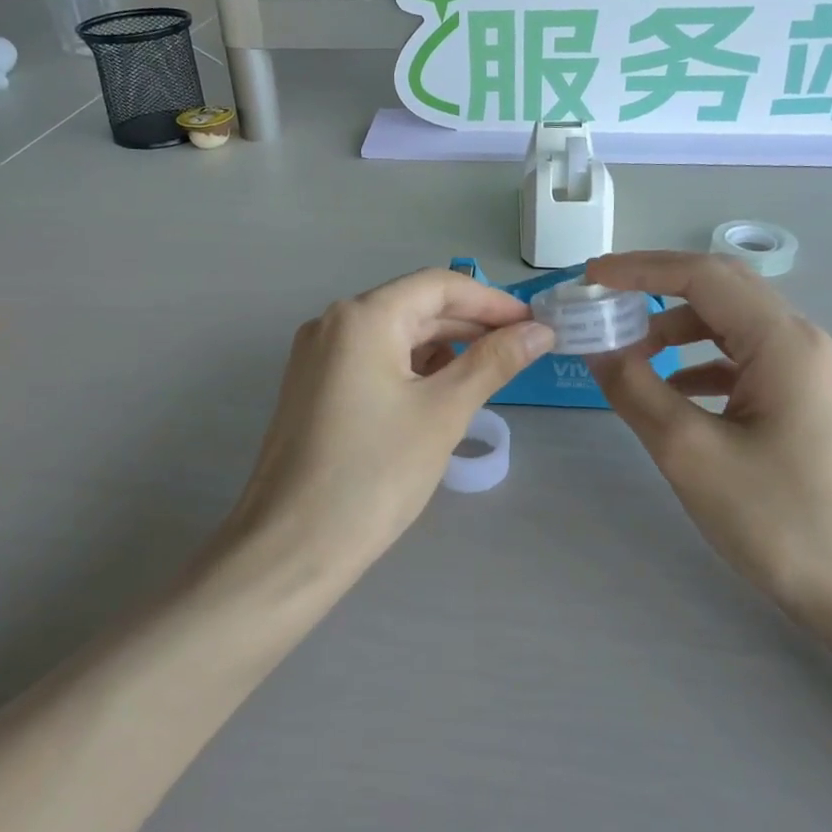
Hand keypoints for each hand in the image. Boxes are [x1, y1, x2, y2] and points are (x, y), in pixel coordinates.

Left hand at [226, 269, 552, 576]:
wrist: (292, 546)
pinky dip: (410, 370)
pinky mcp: (312, 388)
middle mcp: (333, 323)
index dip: (492, 301)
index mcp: (362, 317)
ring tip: (486, 375)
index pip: (439, 285)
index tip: (534, 324)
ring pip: (393, 336)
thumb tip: (540, 330)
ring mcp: (317, 356)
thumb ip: (494, 362)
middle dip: (469, 325)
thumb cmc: (374, 474)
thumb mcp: (443, 412)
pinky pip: (372, 361)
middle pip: (414, 307)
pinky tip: (439, 394)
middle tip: (521, 351)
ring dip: (442, 349)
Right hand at [585, 252, 831, 622]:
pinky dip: (699, 363)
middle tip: (603, 303)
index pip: (703, 276)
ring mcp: (809, 372)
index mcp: (783, 342)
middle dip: (656, 290)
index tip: (589, 276)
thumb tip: (597, 347)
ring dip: (676, 329)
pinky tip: (672, 392)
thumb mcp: (691, 452)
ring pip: (732, 326)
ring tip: (629, 355)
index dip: (640, 268)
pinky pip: (744, 361)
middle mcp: (803, 342)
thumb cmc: (780, 519)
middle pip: (721, 290)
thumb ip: (636, 389)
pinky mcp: (806, 401)